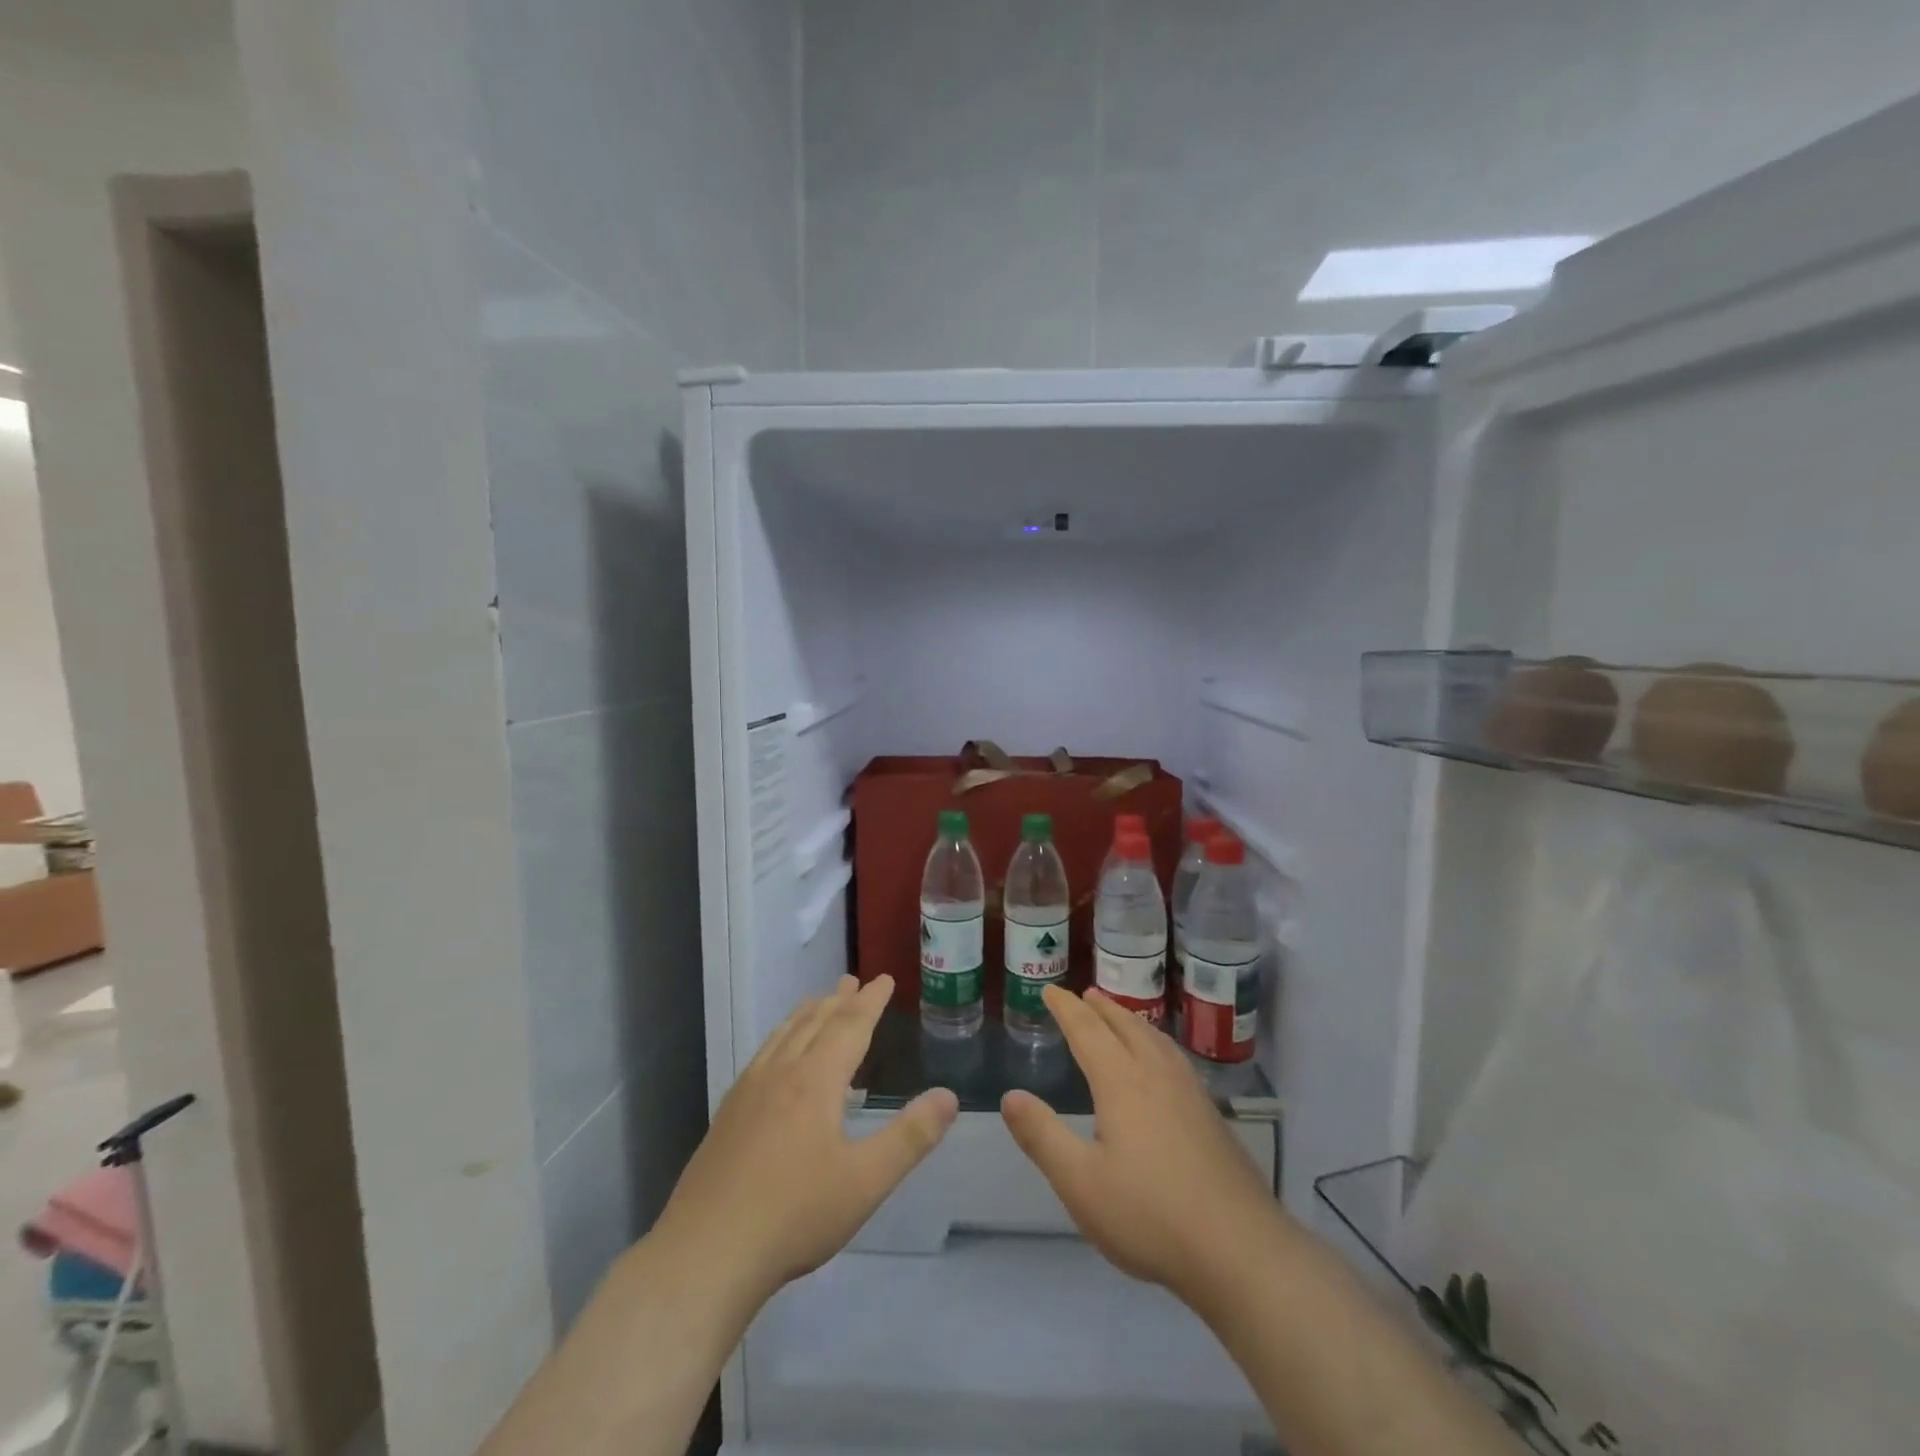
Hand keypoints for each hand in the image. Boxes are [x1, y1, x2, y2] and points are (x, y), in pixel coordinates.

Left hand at [652, 974, 957, 1308]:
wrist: (706, 1253)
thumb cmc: (794, 1215)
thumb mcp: (866, 1182)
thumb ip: (910, 1137)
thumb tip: (949, 1096)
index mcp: (816, 1081)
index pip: (850, 1026)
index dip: (870, 1001)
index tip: (884, 978)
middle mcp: (781, 1073)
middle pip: (814, 1023)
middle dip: (838, 1000)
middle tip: (853, 981)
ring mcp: (748, 1092)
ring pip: (783, 1037)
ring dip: (806, 1014)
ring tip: (817, 1002)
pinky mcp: (727, 1115)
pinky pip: (761, 1057)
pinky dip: (779, 1040)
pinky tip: (776, 1058)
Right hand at [1001, 985, 1284, 1303]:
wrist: (1241, 1250)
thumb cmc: (1150, 1215)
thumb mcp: (1080, 1183)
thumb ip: (1042, 1137)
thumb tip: (1010, 1096)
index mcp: (1122, 1083)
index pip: (1088, 1031)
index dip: (1067, 1009)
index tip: (1051, 991)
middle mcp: (1157, 1075)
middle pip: (1126, 1027)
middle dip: (1102, 1009)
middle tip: (1085, 994)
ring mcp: (1191, 1094)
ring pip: (1156, 1040)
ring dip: (1132, 1022)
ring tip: (1121, 1017)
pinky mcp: (1213, 1117)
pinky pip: (1176, 1059)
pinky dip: (1158, 1043)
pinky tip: (1164, 1064)